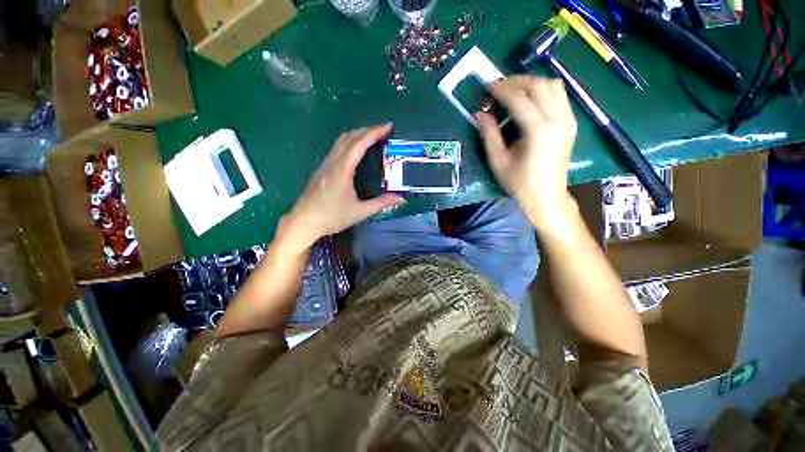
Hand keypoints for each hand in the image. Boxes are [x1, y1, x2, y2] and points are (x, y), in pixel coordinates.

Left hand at [280, 123, 404, 251]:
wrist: (304, 222)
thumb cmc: (333, 217)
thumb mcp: (360, 211)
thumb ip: (381, 203)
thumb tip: (401, 198)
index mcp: (343, 170)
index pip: (359, 144)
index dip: (374, 132)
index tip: (388, 126)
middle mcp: (333, 162)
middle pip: (349, 137)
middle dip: (367, 130)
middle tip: (383, 130)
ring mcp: (325, 164)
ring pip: (341, 141)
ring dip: (357, 134)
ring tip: (371, 136)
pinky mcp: (321, 169)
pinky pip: (336, 148)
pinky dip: (349, 142)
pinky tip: (354, 149)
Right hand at [476, 76, 577, 229]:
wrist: (546, 196)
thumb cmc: (519, 183)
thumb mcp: (498, 161)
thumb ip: (489, 135)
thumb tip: (480, 113)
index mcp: (538, 131)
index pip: (519, 99)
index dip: (501, 90)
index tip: (487, 87)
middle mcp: (558, 120)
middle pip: (540, 84)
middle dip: (517, 81)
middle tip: (499, 88)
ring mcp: (568, 120)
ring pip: (554, 85)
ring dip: (532, 84)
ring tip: (514, 92)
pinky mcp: (571, 123)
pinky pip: (559, 96)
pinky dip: (543, 92)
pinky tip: (530, 102)